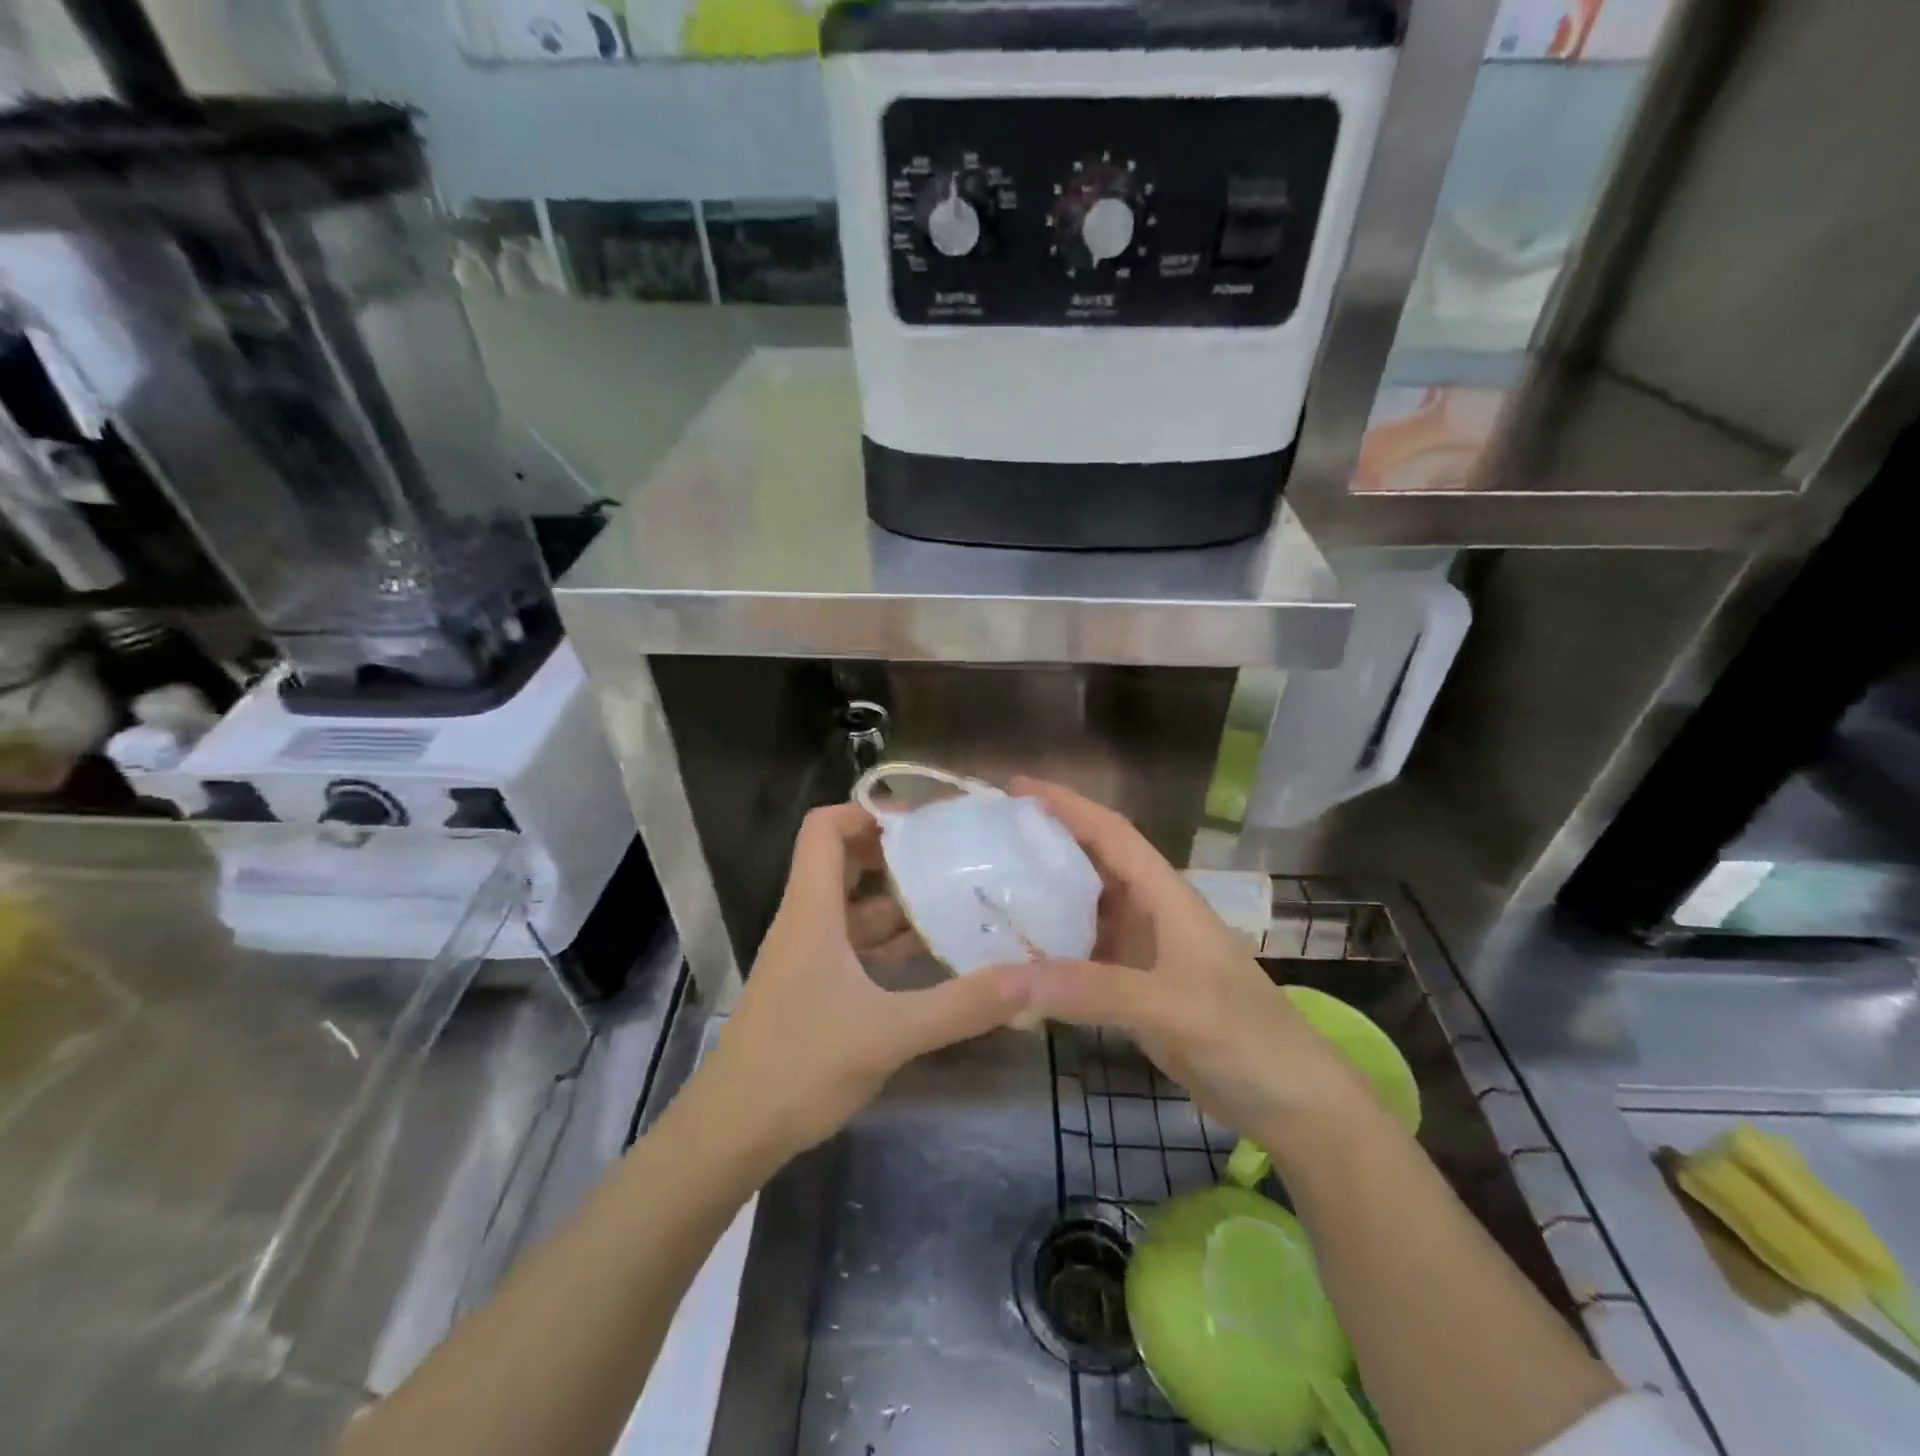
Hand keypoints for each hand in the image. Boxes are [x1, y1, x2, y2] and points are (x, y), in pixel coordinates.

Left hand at [696, 802, 1035, 1167]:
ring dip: (896, 903)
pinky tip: (927, 959)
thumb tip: (1028, 980)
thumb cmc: (800, 1067)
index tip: (920, 823)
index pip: (823, 829)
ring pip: (851, 908)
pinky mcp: (811, 988)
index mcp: (811, 911)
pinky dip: (886, 943)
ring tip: (953, 902)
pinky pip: (852, 946)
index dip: (866, 812)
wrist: (732, 1131)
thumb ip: (960, 1006)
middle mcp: (806, 923)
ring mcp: (806, 957)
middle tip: (949, 857)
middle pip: (842, 862)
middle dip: (893, 855)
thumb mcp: (889, 1033)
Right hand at [1011, 778, 1380, 1161]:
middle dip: (1045, 845)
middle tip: (986, 841)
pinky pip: (1083, 957)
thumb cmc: (1245, 1037)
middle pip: (1091, 864)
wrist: (1293, 1103)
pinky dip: (1051, 953)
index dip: (1066, 804)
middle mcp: (1151, 913)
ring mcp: (1144, 953)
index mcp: (1166, 895)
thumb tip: (1003, 980)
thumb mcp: (1171, 1006)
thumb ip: (1091, 990)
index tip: (1015, 788)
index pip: (1111, 833)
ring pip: (1084, 911)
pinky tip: (1017, 960)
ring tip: (989, 892)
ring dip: (1044, 899)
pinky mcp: (1137, 990)